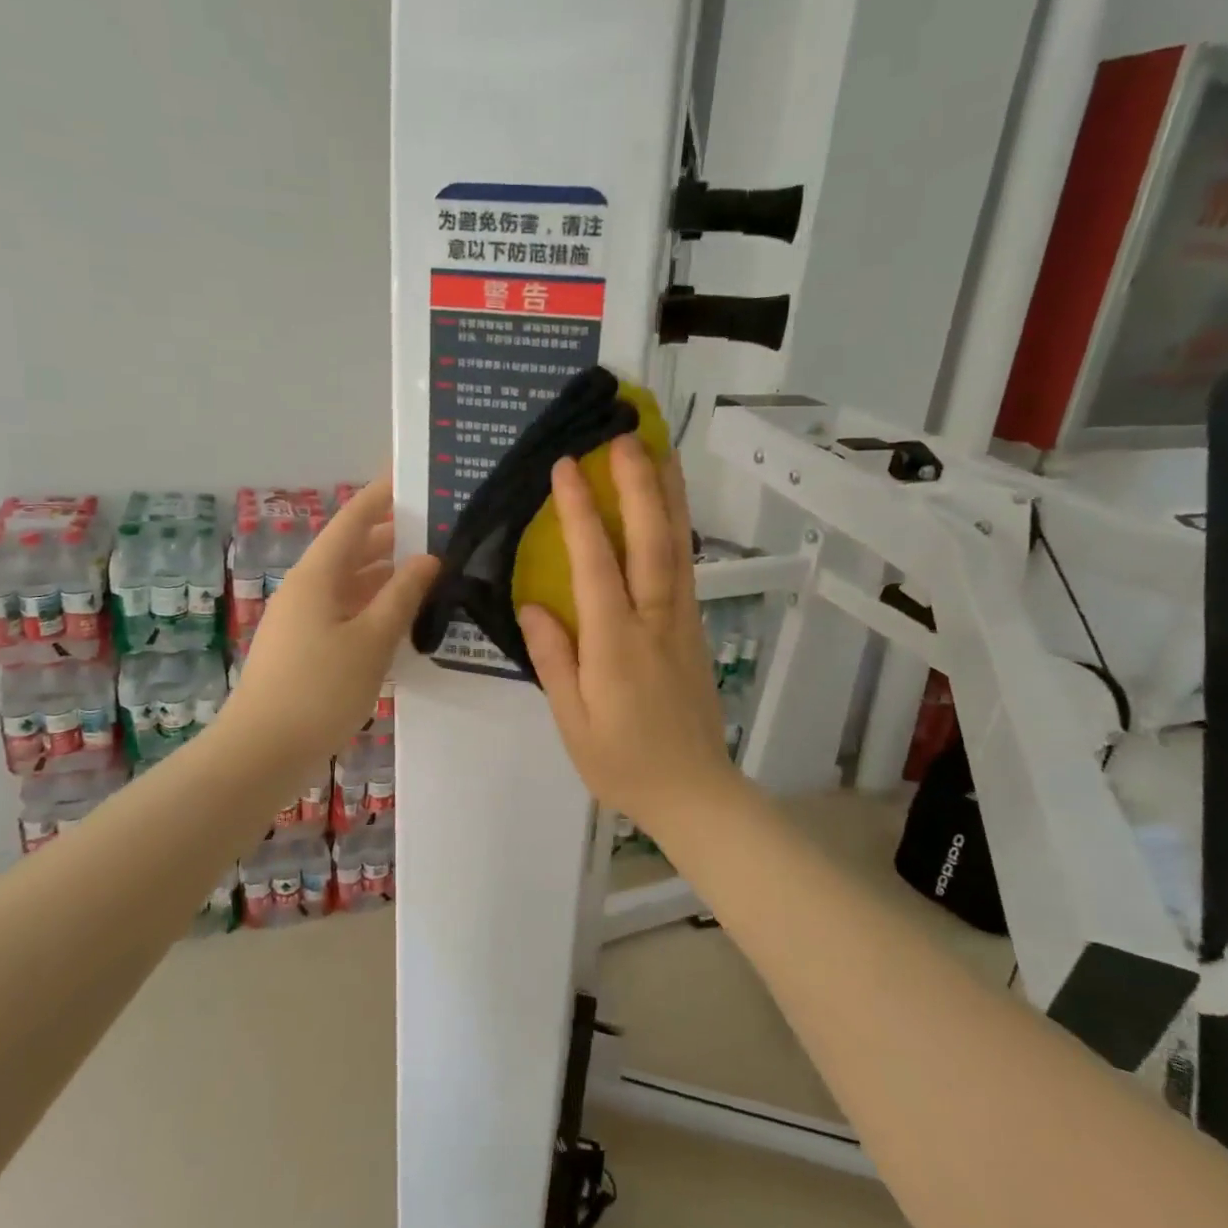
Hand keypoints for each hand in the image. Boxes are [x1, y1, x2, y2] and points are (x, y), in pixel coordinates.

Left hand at [222, 477, 438, 771]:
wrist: (263, 752)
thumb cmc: (320, 689)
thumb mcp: (372, 640)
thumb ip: (402, 595)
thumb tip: (428, 558)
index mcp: (317, 576)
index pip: (353, 521)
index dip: (380, 497)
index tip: (410, 477)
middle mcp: (306, 589)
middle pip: (351, 551)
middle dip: (391, 537)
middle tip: (438, 530)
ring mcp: (302, 620)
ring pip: (349, 584)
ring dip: (385, 576)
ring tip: (431, 572)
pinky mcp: (305, 648)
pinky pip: (344, 612)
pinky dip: (373, 607)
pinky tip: (403, 620)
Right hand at [518, 436, 742, 830]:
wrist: (694, 791)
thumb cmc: (623, 763)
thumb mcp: (572, 721)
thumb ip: (554, 659)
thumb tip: (533, 604)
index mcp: (616, 643)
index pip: (596, 563)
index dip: (579, 512)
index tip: (566, 467)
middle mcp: (655, 620)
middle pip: (651, 540)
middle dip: (638, 484)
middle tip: (626, 435)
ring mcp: (682, 621)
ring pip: (678, 547)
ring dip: (668, 495)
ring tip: (660, 451)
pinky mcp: (694, 629)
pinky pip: (685, 567)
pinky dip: (677, 528)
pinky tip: (669, 509)